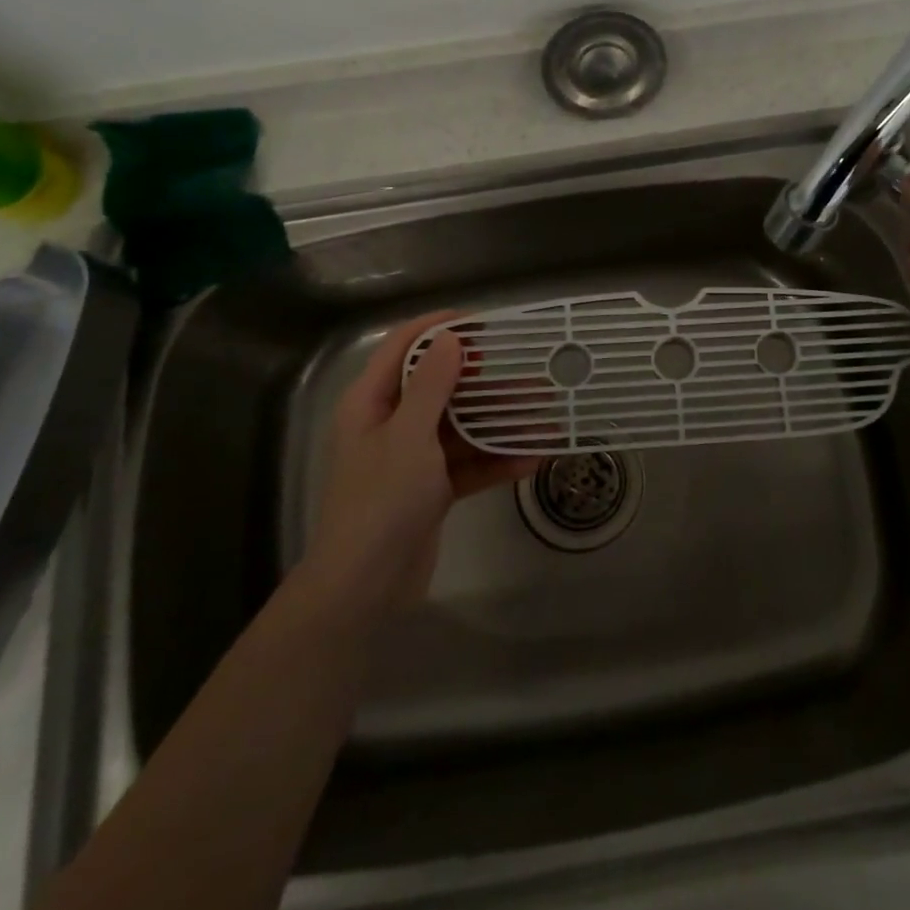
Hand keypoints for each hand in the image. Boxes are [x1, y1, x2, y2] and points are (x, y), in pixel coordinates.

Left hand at [298, 311, 538, 620]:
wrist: (364, 587)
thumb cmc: (382, 499)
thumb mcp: (409, 434)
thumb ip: (432, 384)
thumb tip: (449, 338)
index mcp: (371, 402)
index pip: (403, 346)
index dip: (438, 327)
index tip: (482, 321)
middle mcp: (391, 423)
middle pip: (440, 387)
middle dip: (485, 381)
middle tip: (527, 371)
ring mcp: (412, 458)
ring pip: (461, 427)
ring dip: (499, 422)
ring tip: (544, 414)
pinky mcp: (431, 489)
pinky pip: (467, 464)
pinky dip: (496, 461)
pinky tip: (533, 458)